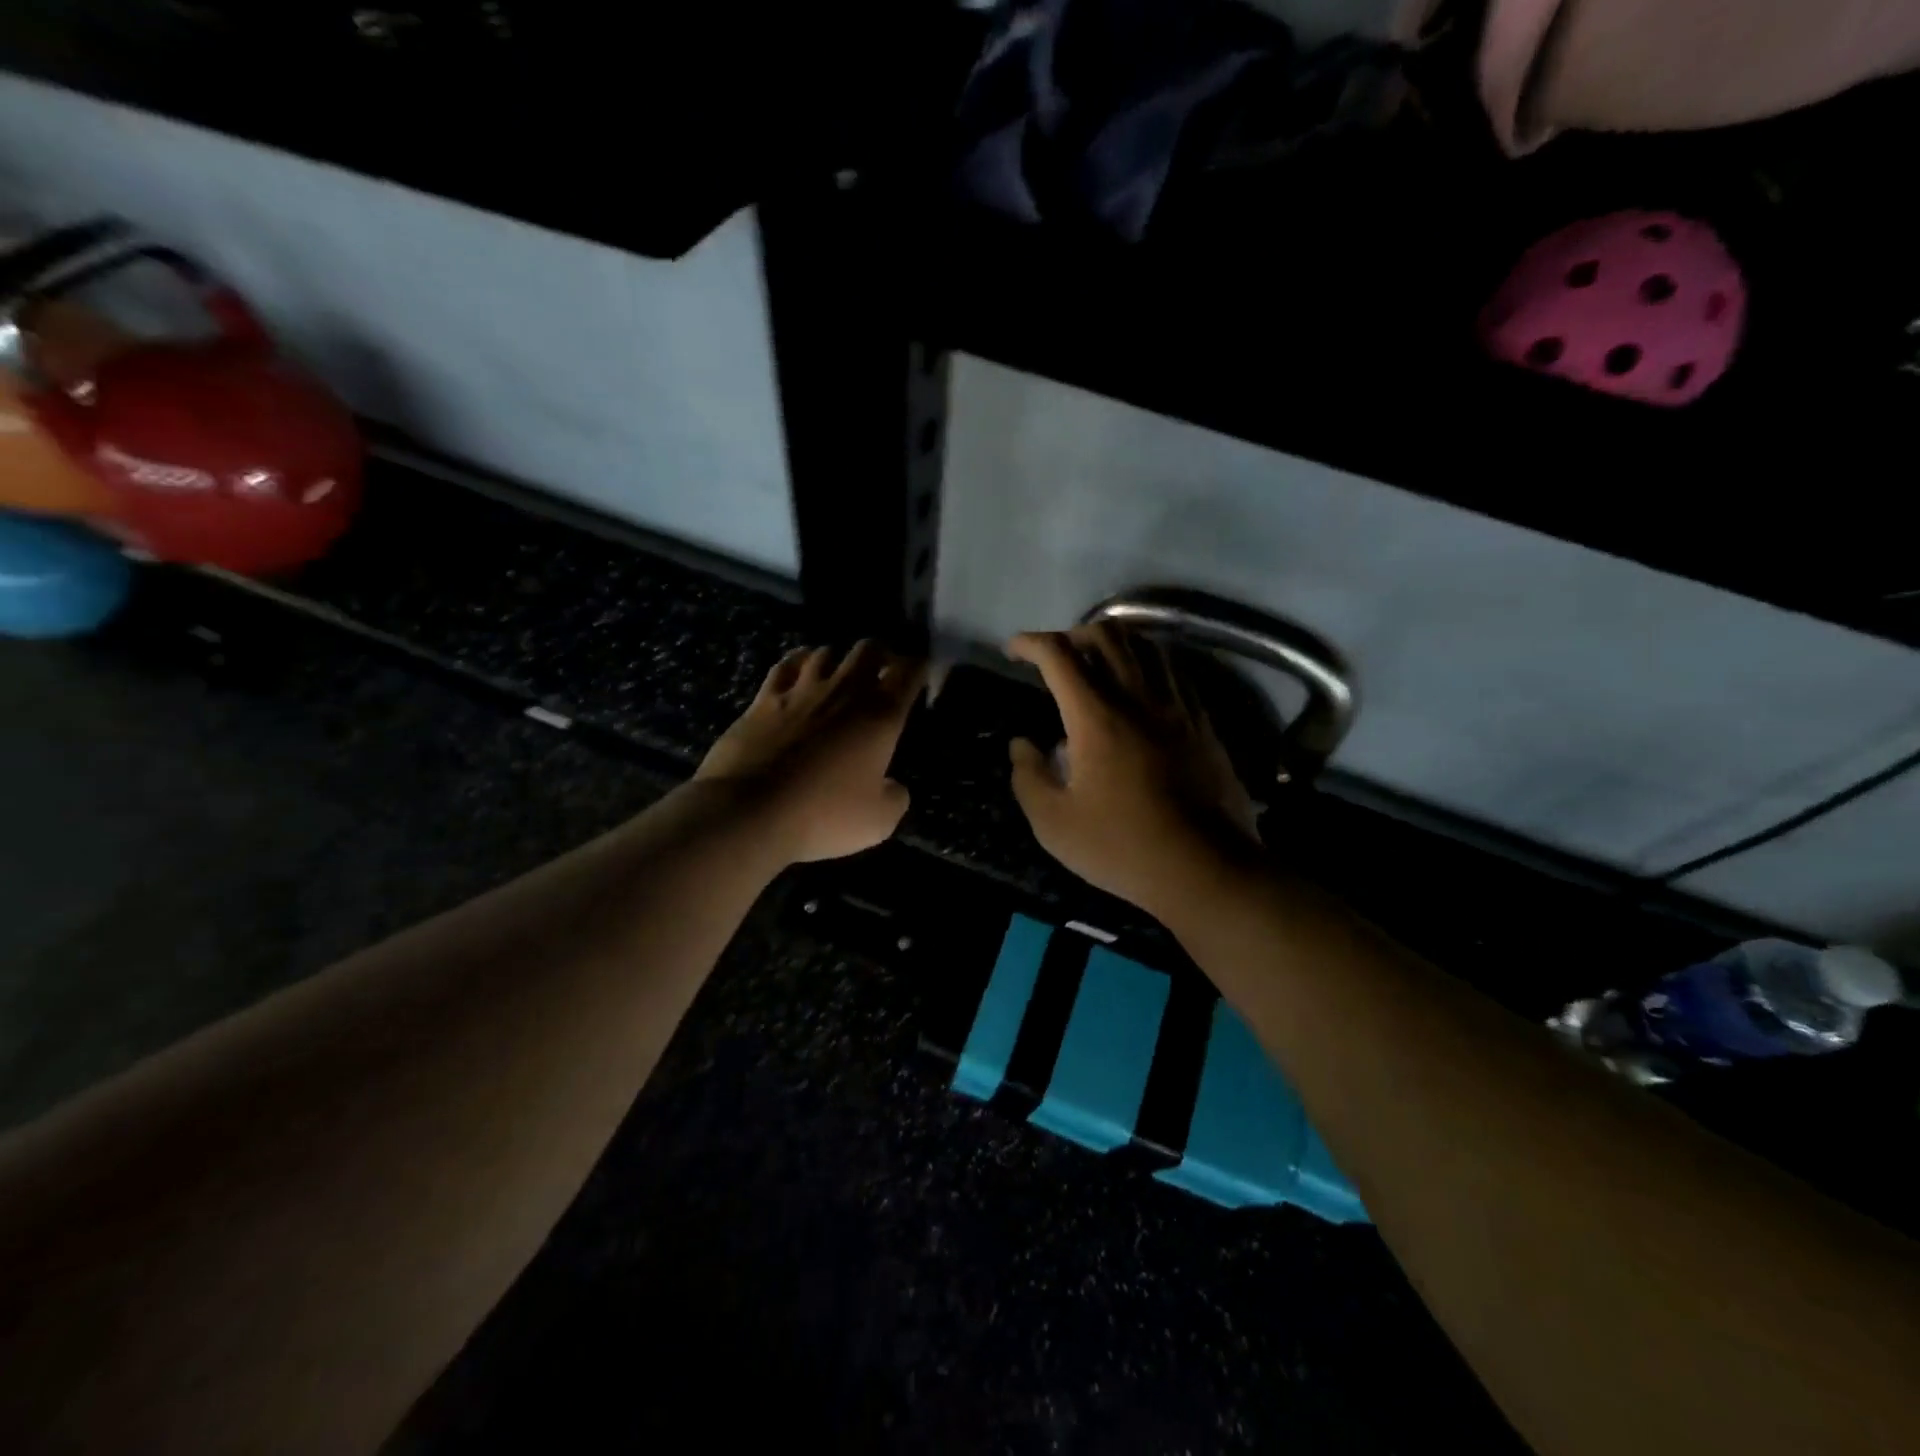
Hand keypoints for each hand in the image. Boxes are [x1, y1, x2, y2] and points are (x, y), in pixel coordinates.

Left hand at [697, 640, 924, 862]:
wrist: (749, 810)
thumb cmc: (823, 815)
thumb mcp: (878, 821)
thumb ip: (895, 797)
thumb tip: (893, 786)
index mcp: (880, 715)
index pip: (909, 672)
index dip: (919, 668)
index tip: (920, 675)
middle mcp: (845, 691)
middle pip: (869, 649)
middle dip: (882, 655)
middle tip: (884, 672)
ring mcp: (801, 690)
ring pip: (827, 652)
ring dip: (839, 659)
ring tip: (841, 674)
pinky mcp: (764, 699)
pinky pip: (786, 665)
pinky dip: (799, 661)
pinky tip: (800, 667)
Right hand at [1007, 625, 1260, 915]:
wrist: (1206, 869)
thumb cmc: (1123, 848)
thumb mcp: (1054, 824)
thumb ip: (1028, 777)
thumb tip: (1023, 745)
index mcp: (1096, 718)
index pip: (1058, 655)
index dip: (1029, 642)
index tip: (1013, 650)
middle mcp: (1138, 698)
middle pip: (1107, 634)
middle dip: (1072, 634)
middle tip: (1056, 658)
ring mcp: (1177, 708)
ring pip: (1146, 645)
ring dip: (1114, 643)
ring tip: (1097, 664)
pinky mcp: (1202, 723)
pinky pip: (1174, 672)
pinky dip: (1148, 664)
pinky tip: (1140, 689)